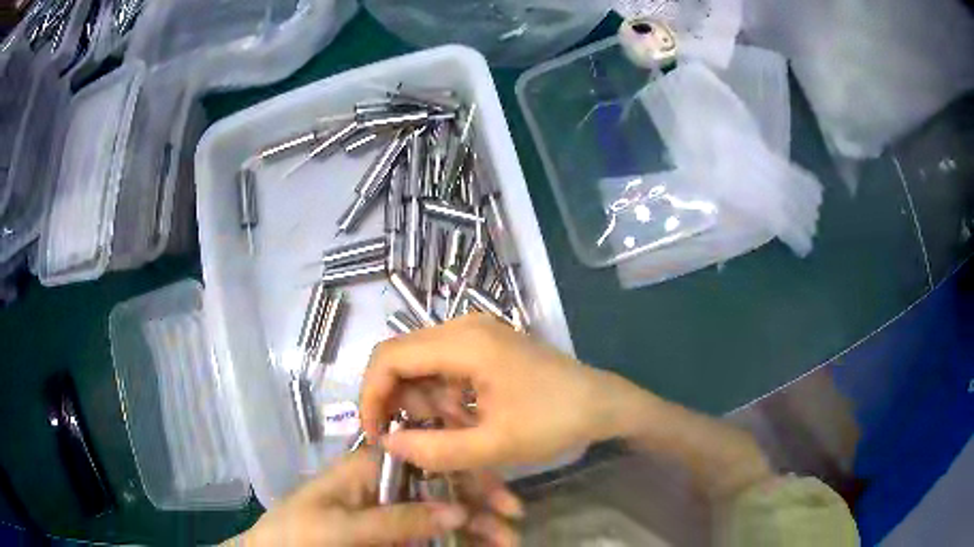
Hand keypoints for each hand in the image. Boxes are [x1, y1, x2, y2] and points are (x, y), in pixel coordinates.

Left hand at [233, 450, 521, 545]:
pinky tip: (484, 546)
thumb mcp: (341, 525)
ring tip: (509, 540)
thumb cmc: (297, 534)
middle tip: (513, 520)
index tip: (496, 492)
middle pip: (441, 486)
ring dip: (477, 524)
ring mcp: (391, 513)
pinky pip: (432, 534)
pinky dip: (460, 540)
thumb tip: (457, 510)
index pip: (425, 459)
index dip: (463, 470)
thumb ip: (396, 518)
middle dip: (478, 501)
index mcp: (368, 469)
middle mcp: (385, 486)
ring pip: (442, 512)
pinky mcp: (394, 536)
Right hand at [361, 314, 639, 471]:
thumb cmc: (555, 421)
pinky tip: (466, 423)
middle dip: (400, 404)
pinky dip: (444, 400)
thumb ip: (435, 449)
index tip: (376, 434)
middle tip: (415, 441)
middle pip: (402, 359)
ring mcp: (475, 335)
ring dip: (426, 406)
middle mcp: (463, 327)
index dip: (371, 395)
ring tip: (453, 434)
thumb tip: (388, 443)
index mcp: (463, 342)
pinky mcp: (485, 347)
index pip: (389, 357)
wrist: (602, 404)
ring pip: (422, 368)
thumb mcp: (495, 445)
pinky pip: (444, 371)